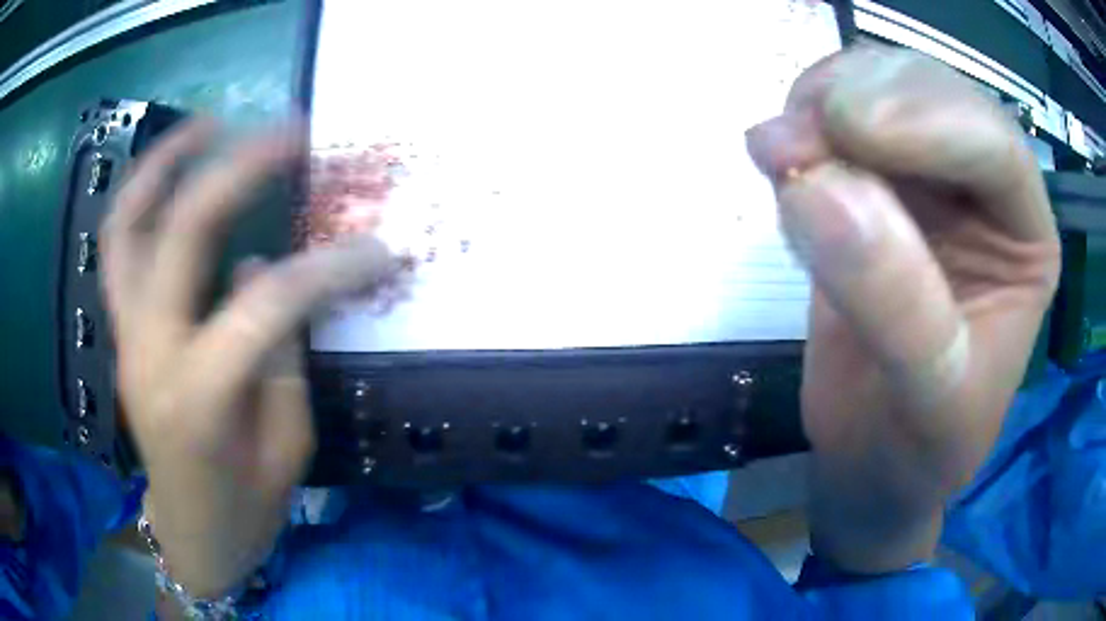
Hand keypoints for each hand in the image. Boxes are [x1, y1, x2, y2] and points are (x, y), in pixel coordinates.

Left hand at [101, 119, 391, 596]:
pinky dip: (141, 198)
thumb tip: (267, 269)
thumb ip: (278, 355)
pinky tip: (171, 174)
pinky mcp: (121, 331)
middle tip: (291, 134)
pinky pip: (118, 249)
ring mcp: (126, 336)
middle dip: (241, 169)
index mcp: (199, 398)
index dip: (330, 269)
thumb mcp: (285, 449)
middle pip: (185, 232)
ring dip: (166, 163)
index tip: (380, 251)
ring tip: (209, 124)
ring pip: (127, 226)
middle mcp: (150, 352)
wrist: (190, 536)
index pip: (267, 305)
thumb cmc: (245, 509)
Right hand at [746, 46, 1059, 572]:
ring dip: (824, 103)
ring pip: (882, 89)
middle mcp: (986, 191)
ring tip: (777, 149)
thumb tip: (814, 190)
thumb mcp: (926, 401)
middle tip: (793, 138)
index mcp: (1027, 238)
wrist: (872, 460)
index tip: (842, 132)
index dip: (928, 122)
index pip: (996, 146)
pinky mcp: (872, 184)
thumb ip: (895, 307)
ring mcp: (928, 179)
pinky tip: (782, 160)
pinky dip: (804, 125)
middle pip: (935, 95)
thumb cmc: (918, 448)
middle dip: (865, 100)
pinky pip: (839, 120)